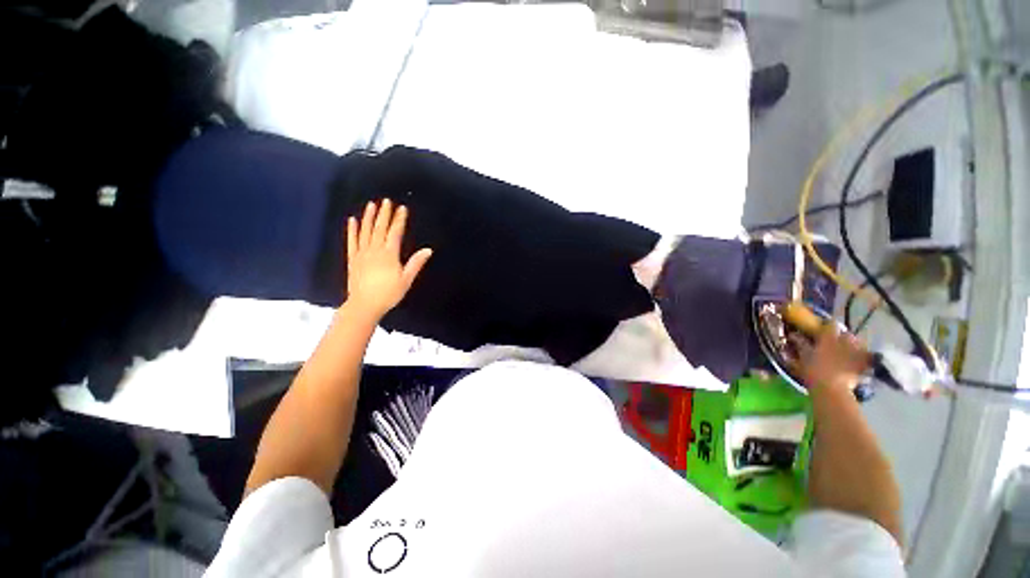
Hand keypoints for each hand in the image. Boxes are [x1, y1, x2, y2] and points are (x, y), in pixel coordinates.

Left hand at [345, 199, 431, 318]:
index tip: (402, 208)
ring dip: (369, 217)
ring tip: (371, 205)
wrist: (364, 305)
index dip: (399, 220)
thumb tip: (428, 250)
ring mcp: (362, 254)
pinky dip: (352, 230)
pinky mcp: (353, 259)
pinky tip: (352, 220)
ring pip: (365, 231)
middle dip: (384, 214)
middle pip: (380, 229)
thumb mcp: (406, 279)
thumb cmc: (389, 294)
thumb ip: (416, 263)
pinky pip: (352, 241)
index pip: (395, 233)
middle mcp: (374, 250)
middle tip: (386, 201)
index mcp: (389, 254)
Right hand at [793, 328, 871, 392]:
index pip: (830, 324)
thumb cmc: (814, 370)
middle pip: (846, 334)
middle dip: (841, 336)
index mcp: (829, 337)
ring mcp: (857, 353)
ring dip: (852, 346)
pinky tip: (856, 362)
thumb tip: (794, 334)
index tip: (822, 327)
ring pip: (857, 344)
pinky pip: (866, 357)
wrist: (832, 389)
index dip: (827, 324)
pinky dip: (862, 358)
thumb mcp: (803, 356)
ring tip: (846, 352)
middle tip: (834, 343)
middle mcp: (845, 341)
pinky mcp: (865, 364)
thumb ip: (800, 344)